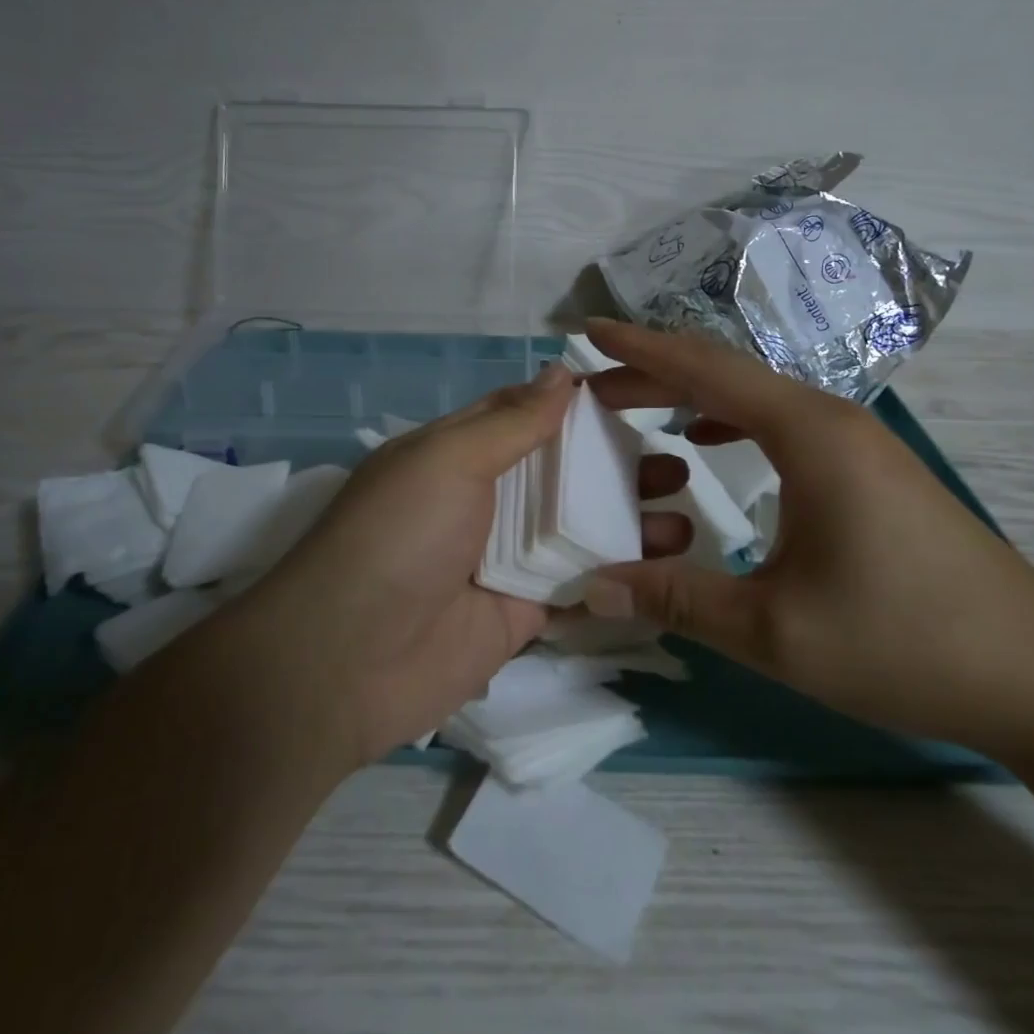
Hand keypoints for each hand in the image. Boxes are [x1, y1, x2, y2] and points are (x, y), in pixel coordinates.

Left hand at [235, 362, 692, 768]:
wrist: (347, 662)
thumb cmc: (398, 537)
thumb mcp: (448, 460)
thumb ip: (511, 421)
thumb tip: (562, 371)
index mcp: (461, 452)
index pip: (529, 414)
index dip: (582, 403)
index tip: (645, 394)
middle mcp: (486, 498)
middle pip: (563, 472)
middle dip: (618, 463)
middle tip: (680, 459)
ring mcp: (505, 557)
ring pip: (578, 527)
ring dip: (629, 517)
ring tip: (686, 510)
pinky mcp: (522, 612)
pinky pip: (578, 584)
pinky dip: (618, 574)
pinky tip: (669, 566)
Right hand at [582, 318, 1033, 753]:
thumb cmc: (905, 642)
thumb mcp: (773, 629)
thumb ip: (676, 600)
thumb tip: (589, 589)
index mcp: (807, 433)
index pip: (704, 368)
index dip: (639, 348)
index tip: (585, 331)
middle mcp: (831, 419)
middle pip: (725, 372)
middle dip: (653, 371)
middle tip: (592, 384)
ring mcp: (856, 442)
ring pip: (754, 395)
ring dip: (690, 393)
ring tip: (636, 407)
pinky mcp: (869, 469)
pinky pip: (780, 422)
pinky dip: (729, 417)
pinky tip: (709, 441)